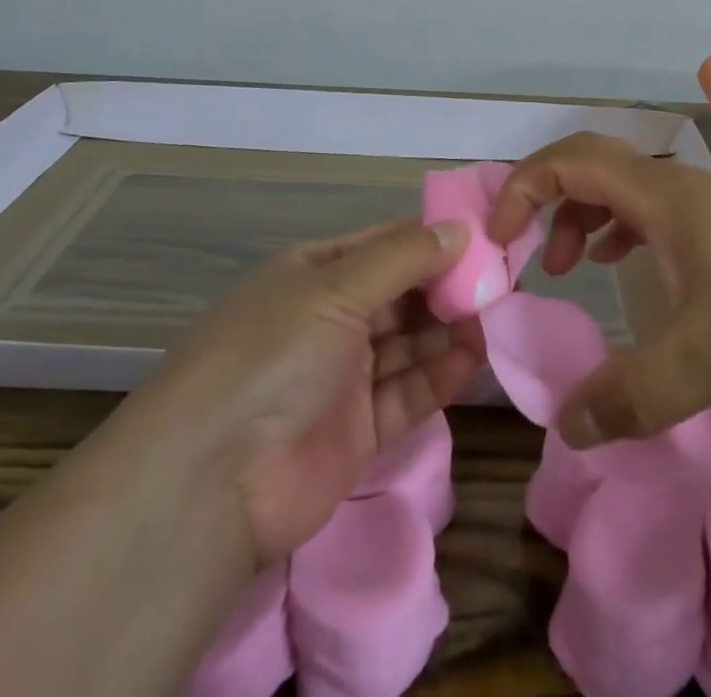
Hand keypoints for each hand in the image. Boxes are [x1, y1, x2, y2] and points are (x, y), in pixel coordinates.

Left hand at [150, 219, 481, 565]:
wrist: (211, 482)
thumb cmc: (273, 354)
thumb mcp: (335, 288)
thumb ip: (403, 258)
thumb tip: (461, 229)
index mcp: (313, 274)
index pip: (383, 245)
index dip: (431, 240)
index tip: (483, 237)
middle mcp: (328, 319)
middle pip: (400, 294)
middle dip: (446, 286)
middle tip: (500, 282)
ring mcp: (342, 376)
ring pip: (408, 343)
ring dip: (448, 330)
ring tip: (494, 318)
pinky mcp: (357, 430)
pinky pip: (406, 393)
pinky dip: (438, 376)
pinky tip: (472, 359)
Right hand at [488, 132, 710, 446]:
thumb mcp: (709, 360)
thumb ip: (632, 395)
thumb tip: (563, 425)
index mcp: (663, 193)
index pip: (570, 160)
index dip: (523, 186)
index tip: (500, 237)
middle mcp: (678, 187)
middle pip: (591, 166)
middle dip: (546, 199)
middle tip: (526, 253)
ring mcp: (705, 207)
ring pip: (621, 188)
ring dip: (581, 215)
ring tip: (568, 265)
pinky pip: (650, 212)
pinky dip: (617, 229)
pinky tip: (620, 264)